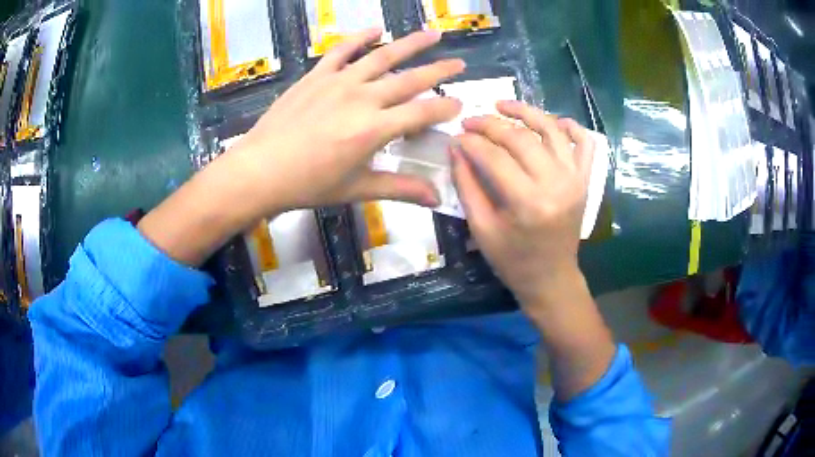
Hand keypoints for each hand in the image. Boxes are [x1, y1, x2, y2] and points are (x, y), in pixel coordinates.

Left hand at [139, 29, 463, 265]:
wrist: (260, 169)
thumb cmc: (308, 184)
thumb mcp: (356, 189)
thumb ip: (399, 188)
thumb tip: (436, 199)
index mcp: (374, 129)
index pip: (422, 113)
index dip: (445, 108)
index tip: (460, 104)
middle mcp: (362, 98)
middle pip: (409, 79)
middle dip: (438, 71)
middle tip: (459, 64)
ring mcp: (338, 81)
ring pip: (382, 56)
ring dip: (410, 44)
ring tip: (432, 34)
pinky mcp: (317, 75)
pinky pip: (342, 50)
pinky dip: (360, 37)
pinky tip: (377, 29)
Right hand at [453, 101, 614, 401]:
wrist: (551, 277)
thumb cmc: (512, 260)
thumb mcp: (481, 228)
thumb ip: (467, 185)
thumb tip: (456, 147)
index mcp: (528, 203)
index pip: (494, 157)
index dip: (471, 141)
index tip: (455, 136)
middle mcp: (556, 184)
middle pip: (520, 137)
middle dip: (490, 124)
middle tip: (470, 121)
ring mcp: (575, 179)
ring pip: (551, 129)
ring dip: (525, 111)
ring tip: (502, 105)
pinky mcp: (585, 180)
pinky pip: (584, 143)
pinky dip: (569, 126)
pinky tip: (551, 121)